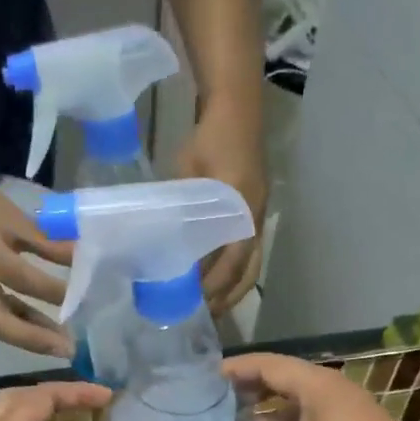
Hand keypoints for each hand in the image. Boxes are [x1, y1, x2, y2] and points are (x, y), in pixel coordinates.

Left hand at [178, 99, 267, 316]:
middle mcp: (256, 219)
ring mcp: (259, 216)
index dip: (213, 284)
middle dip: (227, 296)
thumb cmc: (210, 137)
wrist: (237, 105)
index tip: (194, 301)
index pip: (231, 260)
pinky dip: (236, 272)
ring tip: (211, 306)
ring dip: (233, 289)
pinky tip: (219, 280)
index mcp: (242, 210)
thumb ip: (179, 207)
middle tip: (204, 315)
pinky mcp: (255, 212)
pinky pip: (250, 252)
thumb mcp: (187, 173)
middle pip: (247, 271)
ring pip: (251, 265)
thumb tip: (160, 242)